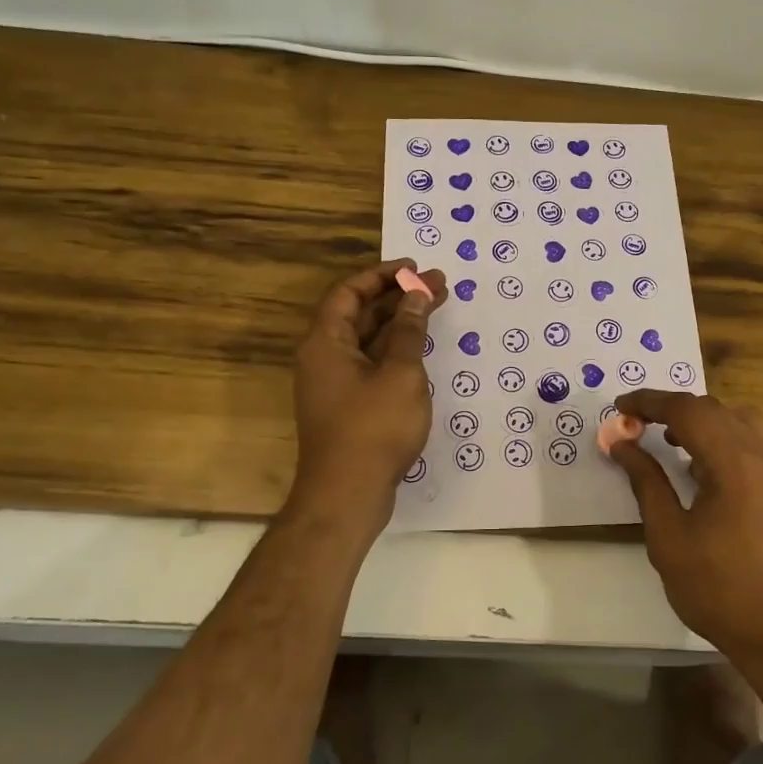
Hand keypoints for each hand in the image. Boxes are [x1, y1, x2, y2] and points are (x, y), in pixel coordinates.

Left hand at [290, 258, 447, 528]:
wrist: (347, 494)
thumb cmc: (373, 428)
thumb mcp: (400, 374)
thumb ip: (410, 332)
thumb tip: (417, 297)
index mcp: (326, 341)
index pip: (349, 292)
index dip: (382, 275)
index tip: (414, 268)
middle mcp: (324, 357)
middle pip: (360, 314)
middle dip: (399, 298)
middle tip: (439, 285)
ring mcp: (334, 384)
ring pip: (368, 340)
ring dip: (400, 324)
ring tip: (436, 309)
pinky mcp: (347, 406)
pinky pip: (371, 364)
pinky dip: (395, 351)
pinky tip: (421, 350)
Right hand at [609, 390, 762, 667]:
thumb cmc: (720, 591)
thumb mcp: (669, 538)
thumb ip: (646, 482)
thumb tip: (622, 443)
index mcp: (737, 463)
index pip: (688, 410)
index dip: (650, 402)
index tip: (621, 406)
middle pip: (717, 409)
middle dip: (675, 410)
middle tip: (641, 426)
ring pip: (744, 421)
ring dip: (706, 423)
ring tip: (676, 446)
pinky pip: (761, 445)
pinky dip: (730, 442)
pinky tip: (712, 474)